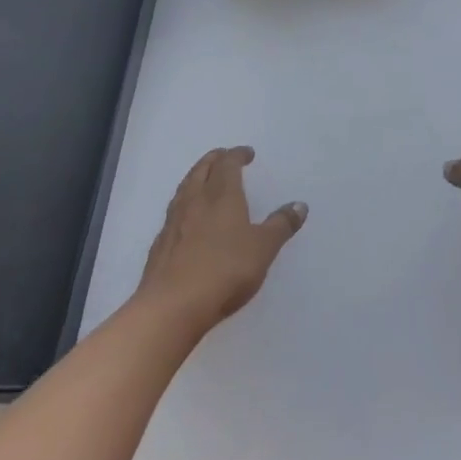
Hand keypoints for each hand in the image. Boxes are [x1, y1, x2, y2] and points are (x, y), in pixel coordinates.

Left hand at [136, 147, 305, 332]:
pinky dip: (184, 204)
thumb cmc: (225, 270)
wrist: (172, 306)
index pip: (228, 164)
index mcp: (222, 195)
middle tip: (224, 157)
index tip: (247, 154)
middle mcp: (195, 200)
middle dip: (214, 159)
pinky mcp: (160, 244)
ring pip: (184, 188)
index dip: (237, 155)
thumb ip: (281, 225)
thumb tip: (300, 205)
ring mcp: (174, 222)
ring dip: (196, 177)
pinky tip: (188, 217)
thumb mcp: (263, 248)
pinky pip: (174, 212)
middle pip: (202, 169)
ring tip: (205, 180)